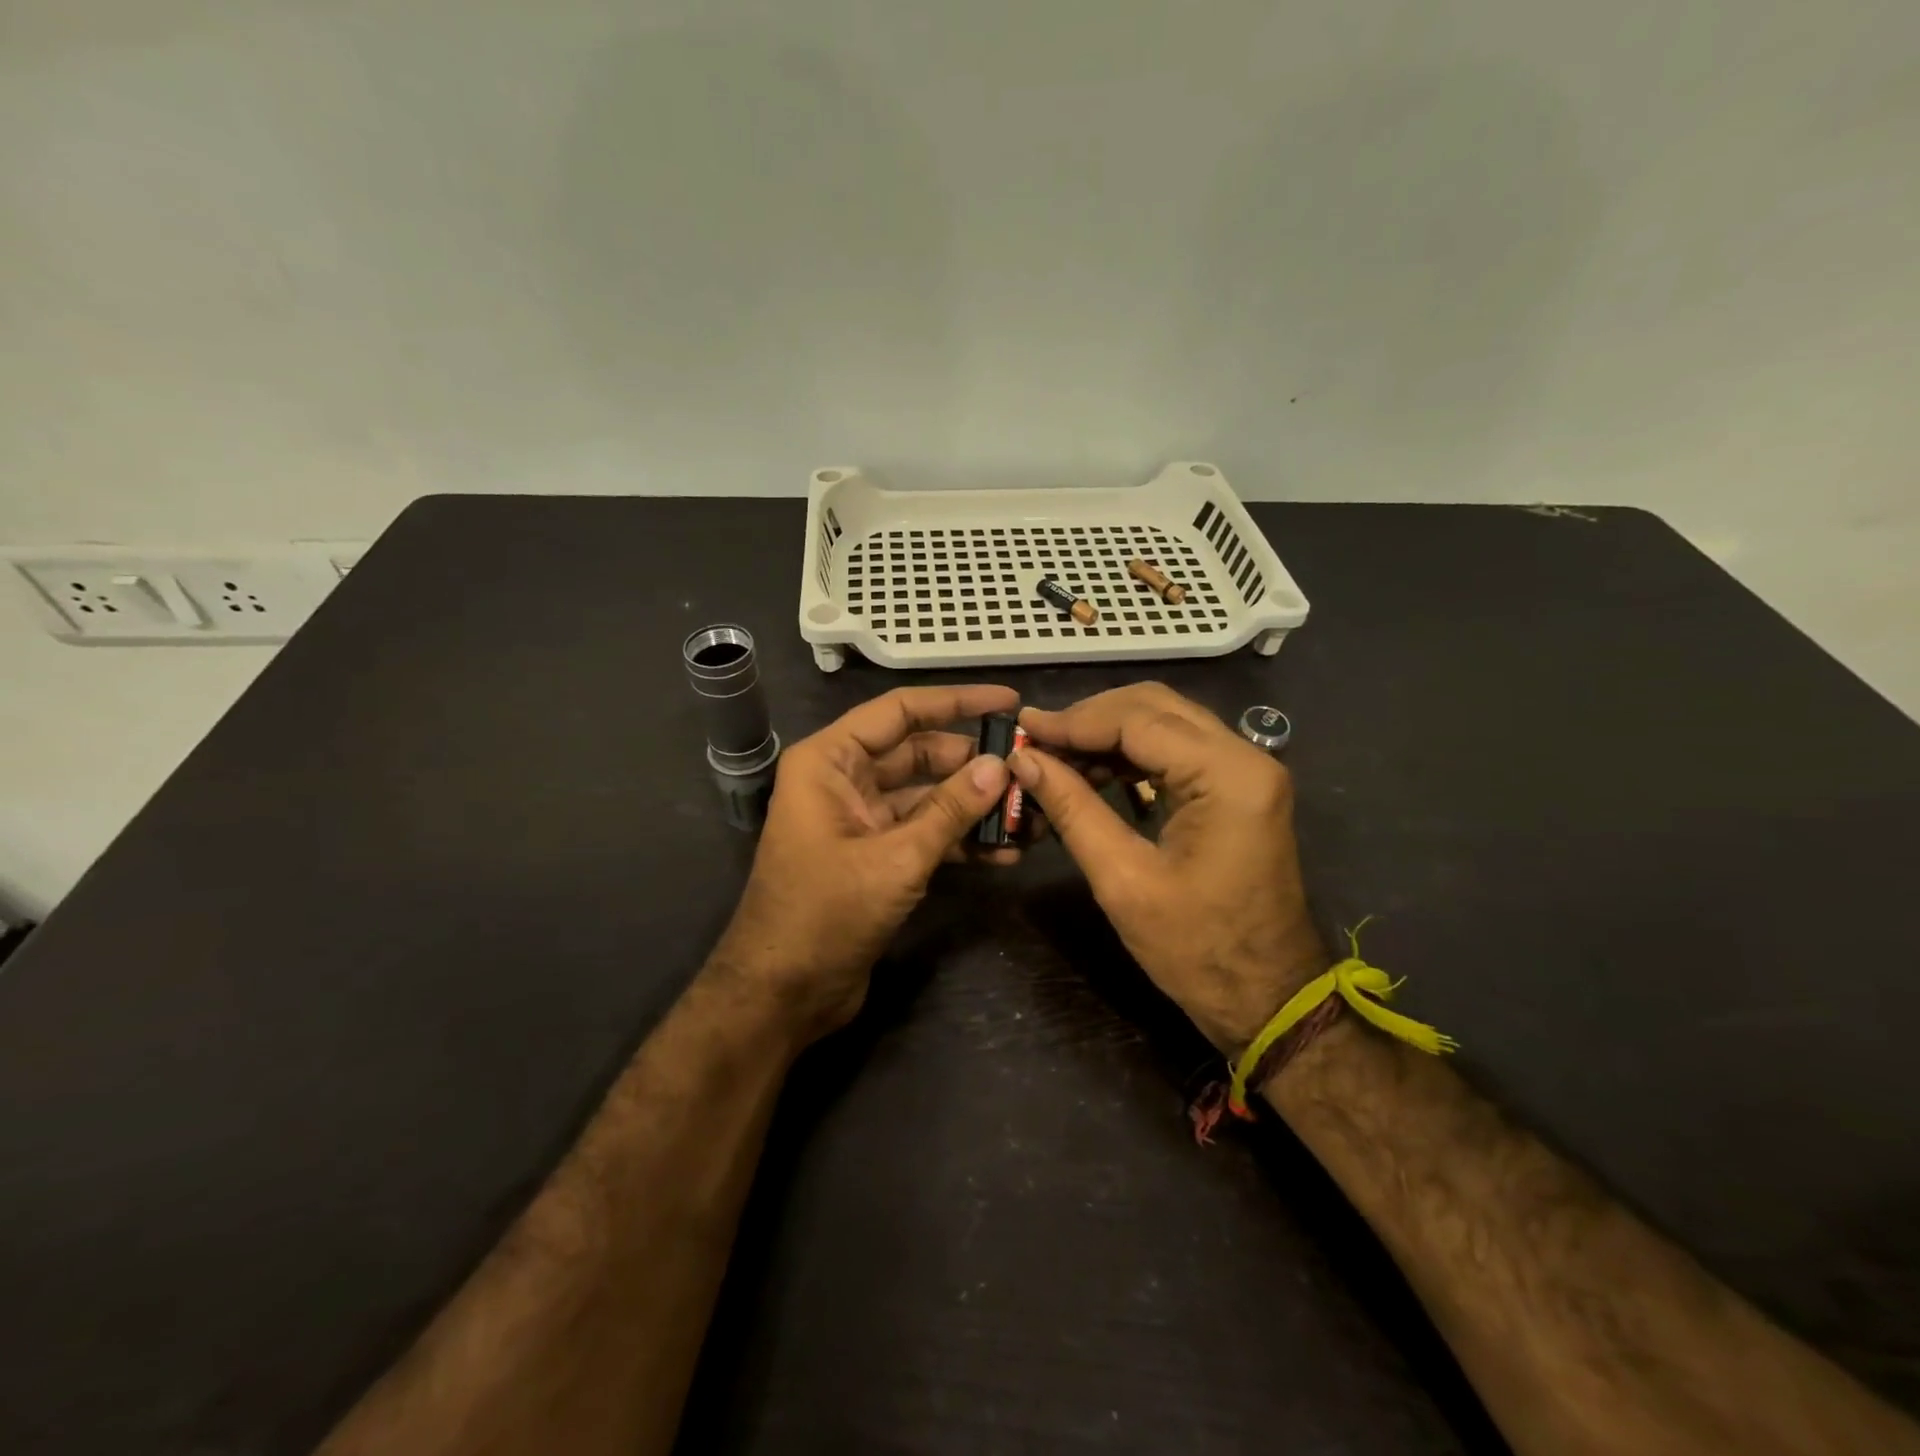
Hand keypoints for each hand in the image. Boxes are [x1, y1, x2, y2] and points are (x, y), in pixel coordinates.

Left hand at [712, 684, 1018, 1042]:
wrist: (782, 994)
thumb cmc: (825, 914)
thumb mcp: (895, 858)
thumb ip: (950, 809)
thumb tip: (1000, 766)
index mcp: (830, 761)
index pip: (900, 712)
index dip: (956, 702)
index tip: (1009, 703)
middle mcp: (842, 780)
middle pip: (918, 754)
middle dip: (972, 763)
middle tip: (1028, 768)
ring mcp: (859, 820)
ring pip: (925, 796)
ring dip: (972, 805)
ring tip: (1027, 813)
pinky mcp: (874, 856)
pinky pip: (922, 832)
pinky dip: (958, 840)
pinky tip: (1003, 852)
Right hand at [1010, 683, 1327, 1051]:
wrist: (1267, 998)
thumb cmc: (1196, 950)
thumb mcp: (1123, 880)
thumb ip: (1072, 809)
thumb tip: (1023, 759)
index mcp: (1228, 777)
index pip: (1139, 720)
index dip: (1074, 721)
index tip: (1023, 729)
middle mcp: (1246, 757)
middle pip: (1155, 707)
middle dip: (1091, 718)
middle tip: (1038, 740)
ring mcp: (1247, 771)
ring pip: (1166, 722)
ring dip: (1109, 733)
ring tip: (1057, 758)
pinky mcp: (1239, 789)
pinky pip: (1179, 750)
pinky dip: (1134, 753)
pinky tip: (1097, 773)